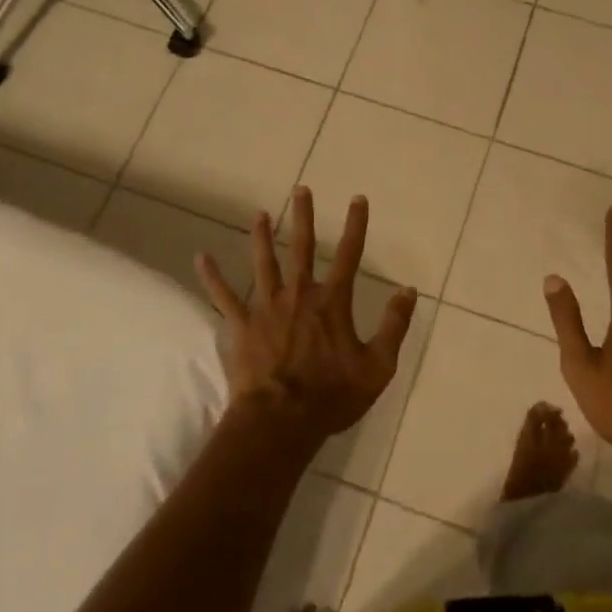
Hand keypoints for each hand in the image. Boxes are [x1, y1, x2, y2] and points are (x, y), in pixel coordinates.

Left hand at [197, 186, 417, 453]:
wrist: (281, 421)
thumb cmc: (332, 396)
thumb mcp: (378, 366)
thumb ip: (394, 326)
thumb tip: (409, 291)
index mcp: (332, 302)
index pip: (349, 254)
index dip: (355, 225)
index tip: (357, 199)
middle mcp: (299, 294)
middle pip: (301, 247)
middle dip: (303, 216)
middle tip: (300, 189)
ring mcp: (267, 307)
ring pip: (263, 263)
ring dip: (261, 236)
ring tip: (259, 214)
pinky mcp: (242, 326)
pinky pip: (223, 297)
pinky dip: (213, 277)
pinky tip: (201, 258)